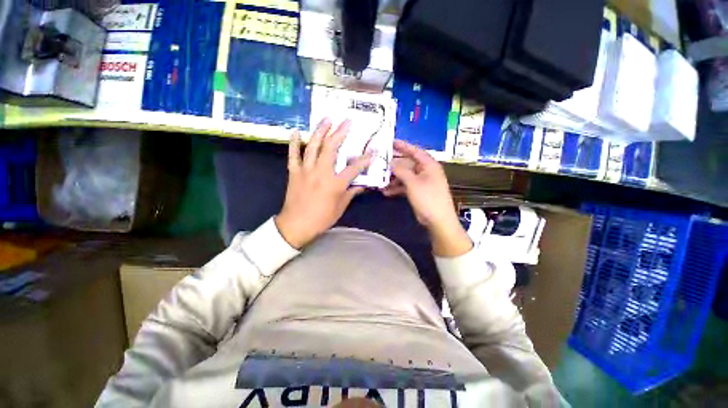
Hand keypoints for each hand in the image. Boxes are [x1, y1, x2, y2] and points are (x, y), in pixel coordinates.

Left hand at [276, 119, 372, 248]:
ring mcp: (306, 171)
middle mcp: (321, 173)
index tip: (373, 150)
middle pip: (331, 148)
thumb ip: (351, 193)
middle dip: (340, 133)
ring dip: (320, 131)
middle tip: (346, 121)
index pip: (354, 168)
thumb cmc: (321, 219)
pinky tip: (296, 132)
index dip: (365, 159)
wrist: (296, 225)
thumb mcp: (340, 207)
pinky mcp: (294, 172)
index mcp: (335, 184)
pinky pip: (293, 155)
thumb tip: (362, 185)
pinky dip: (294, 143)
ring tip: (326, 119)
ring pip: (313, 147)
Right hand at [382, 140, 471, 256]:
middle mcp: (425, 171)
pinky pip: (405, 186)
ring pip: (405, 176)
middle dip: (394, 165)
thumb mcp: (413, 182)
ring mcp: (422, 182)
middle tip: (380, 163)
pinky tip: (386, 192)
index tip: (391, 142)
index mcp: (429, 165)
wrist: (437, 220)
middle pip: (407, 164)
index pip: (415, 151)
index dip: (403, 146)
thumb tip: (390, 163)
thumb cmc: (428, 198)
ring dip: (393, 179)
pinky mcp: (418, 192)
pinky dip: (396, 188)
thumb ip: (401, 171)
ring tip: (380, 181)